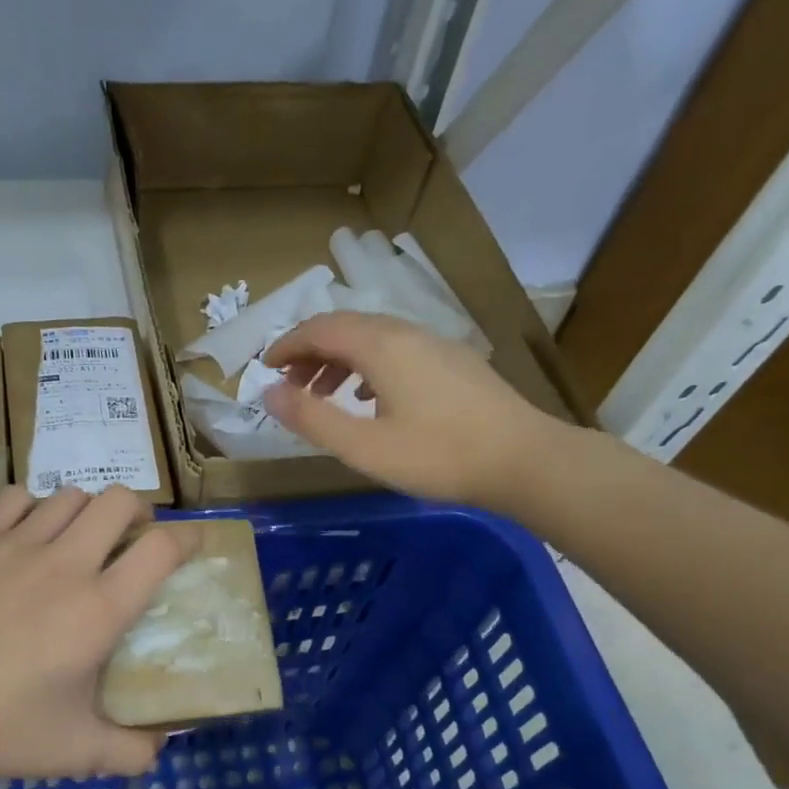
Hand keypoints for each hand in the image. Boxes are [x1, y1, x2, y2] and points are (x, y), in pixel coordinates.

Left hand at [0, 485, 198, 788]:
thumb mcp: (77, 753)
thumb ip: (133, 752)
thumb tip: (162, 747)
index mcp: (99, 610)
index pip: (163, 548)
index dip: (188, 539)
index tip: (190, 547)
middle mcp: (65, 565)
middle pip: (120, 501)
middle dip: (138, 513)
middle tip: (130, 540)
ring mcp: (15, 546)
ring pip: (70, 495)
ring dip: (86, 512)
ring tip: (77, 540)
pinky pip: (15, 498)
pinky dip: (32, 508)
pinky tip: (25, 537)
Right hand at [261, 311, 564, 503]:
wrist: (524, 460)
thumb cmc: (438, 455)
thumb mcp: (364, 446)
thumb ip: (312, 419)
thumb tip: (268, 394)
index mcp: (381, 346)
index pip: (320, 328)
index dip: (287, 345)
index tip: (265, 369)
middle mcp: (407, 333)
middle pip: (346, 327)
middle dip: (310, 353)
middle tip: (290, 387)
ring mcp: (435, 345)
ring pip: (373, 339)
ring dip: (339, 361)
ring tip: (324, 396)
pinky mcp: (453, 362)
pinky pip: (397, 351)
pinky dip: (367, 367)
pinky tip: (370, 399)